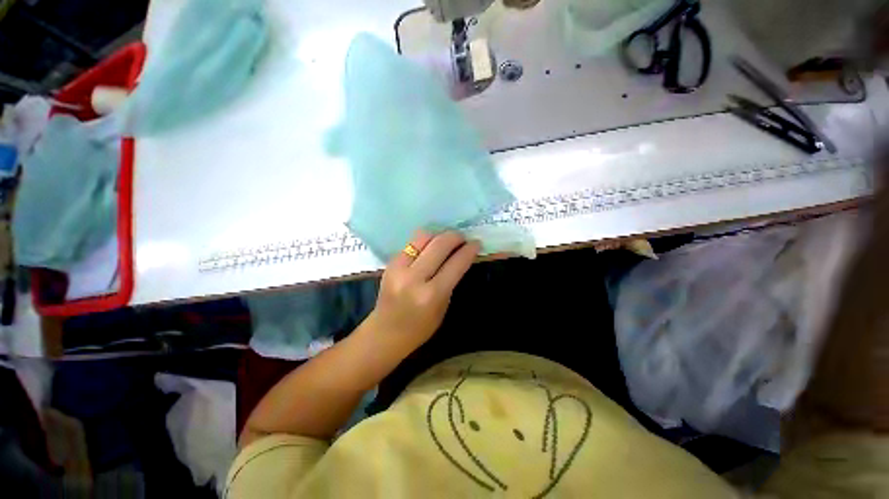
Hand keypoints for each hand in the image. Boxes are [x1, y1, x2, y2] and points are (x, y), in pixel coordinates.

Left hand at [369, 231, 479, 350]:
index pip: (456, 264)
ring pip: (424, 237)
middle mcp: (414, 278)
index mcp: (432, 294)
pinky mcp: (390, 263)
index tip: (476, 243)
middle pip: (440, 244)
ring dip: (439, 235)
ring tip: (446, 241)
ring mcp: (399, 268)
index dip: (469, 250)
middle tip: (462, 239)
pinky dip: (425, 242)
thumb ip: (451, 280)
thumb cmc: (420, 327)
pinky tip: (430, 247)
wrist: (385, 332)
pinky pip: (411, 243)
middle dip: (455, 237)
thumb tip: (460, 256)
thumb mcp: (443, 306)